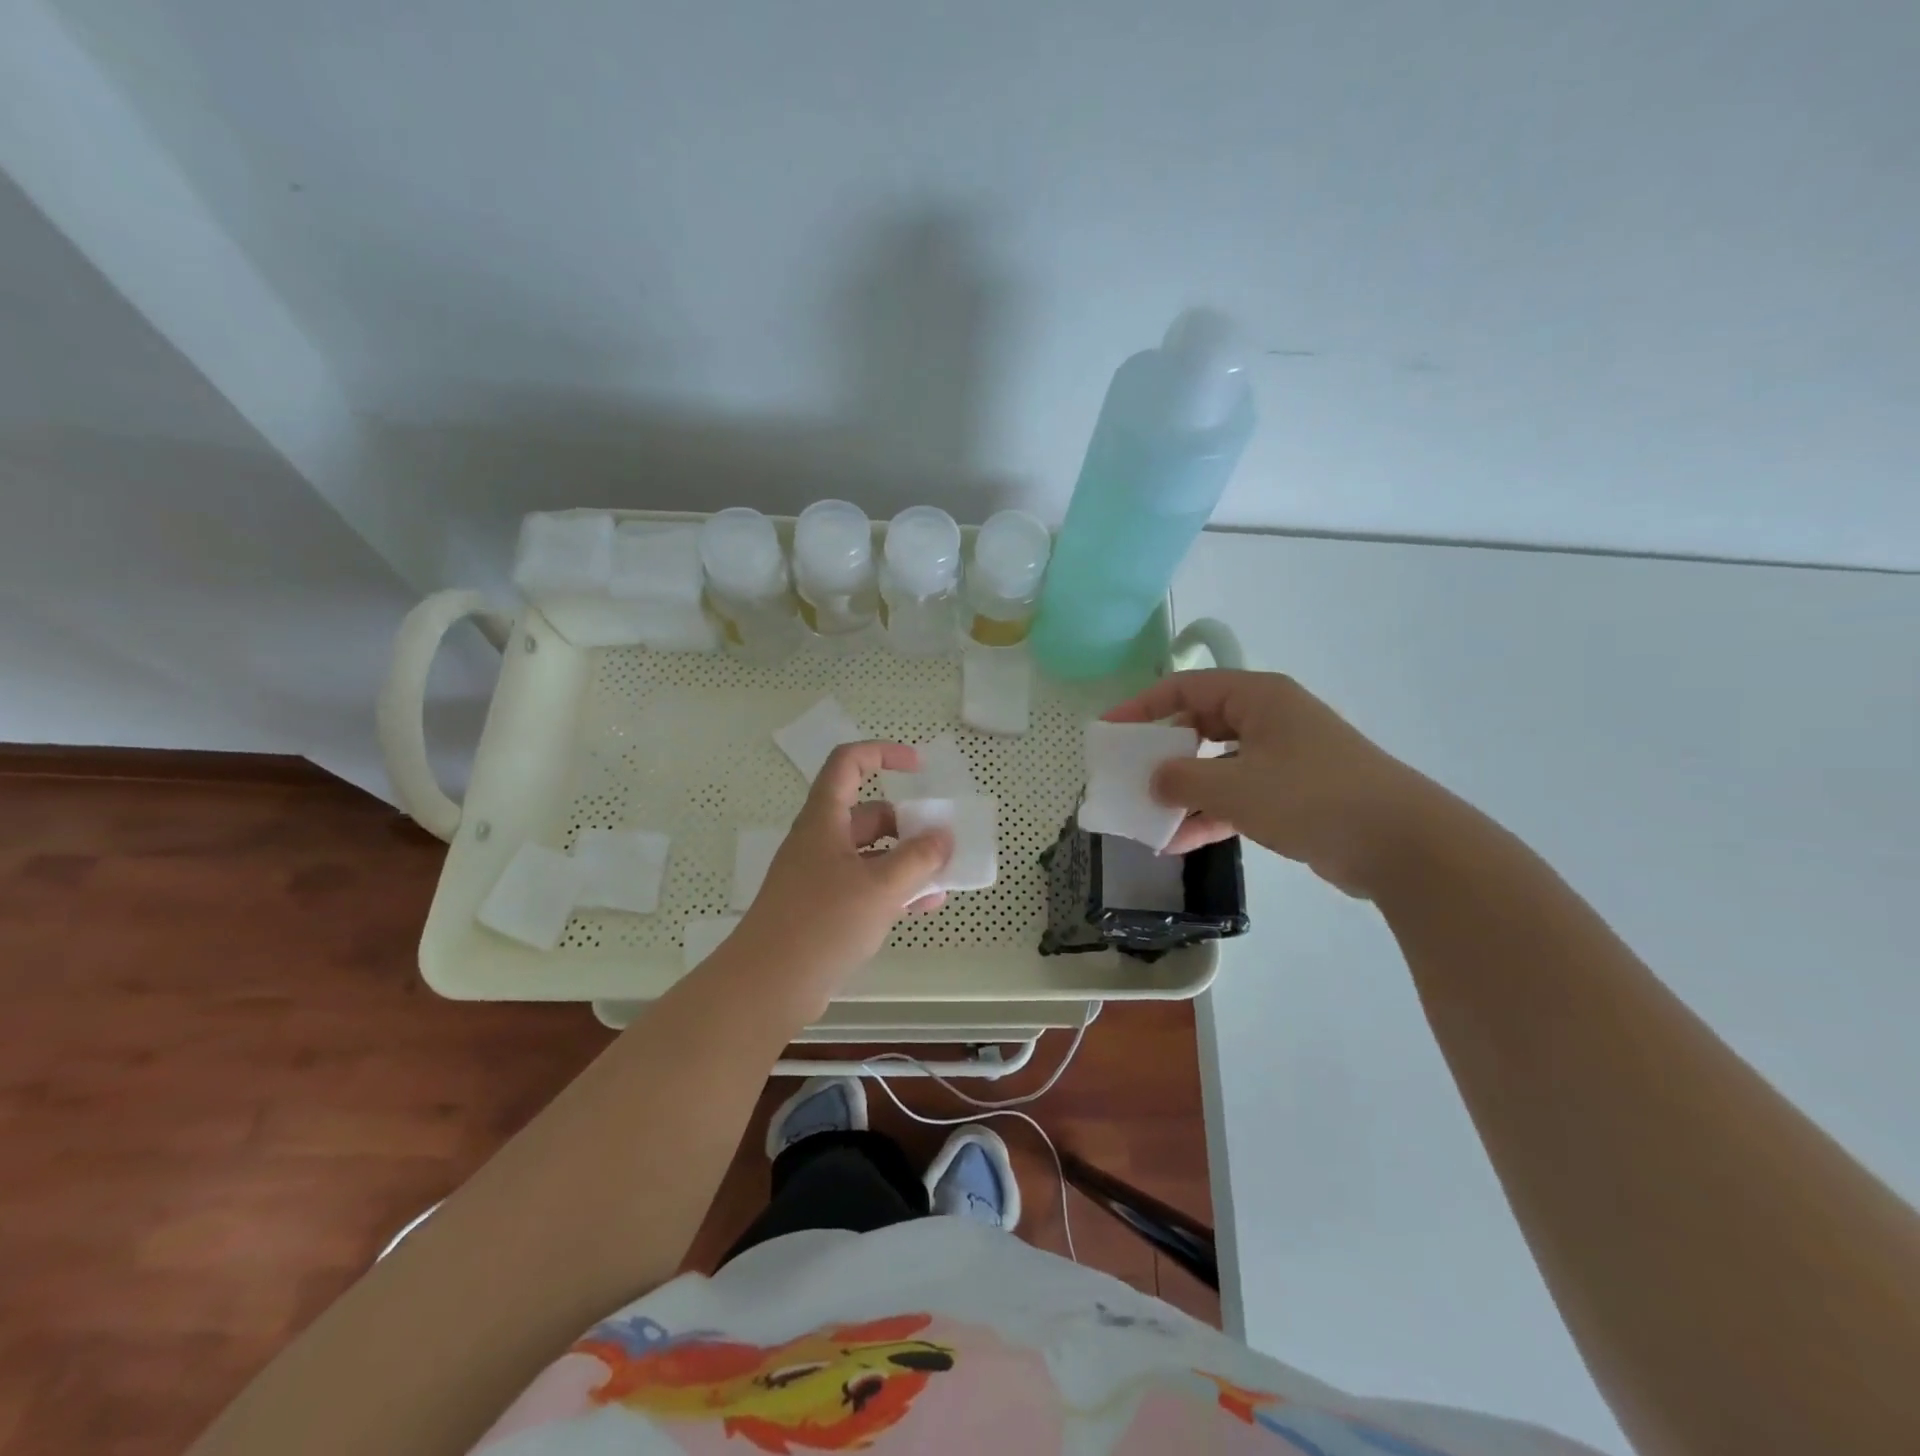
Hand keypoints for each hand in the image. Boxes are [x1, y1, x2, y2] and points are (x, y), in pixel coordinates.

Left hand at [730, 742, 953, 1005]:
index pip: (849, 763)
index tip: (919, 767)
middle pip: (868, 814)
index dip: (883, 753)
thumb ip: (918, 858)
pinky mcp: (823, 908)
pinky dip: (893, 890)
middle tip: (941, 844)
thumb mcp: (880, 887)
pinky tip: (923, 907)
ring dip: (906, 861)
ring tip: (942, 880)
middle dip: (907, 825)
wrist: (767, 986)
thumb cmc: (822, 923)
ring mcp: (820, 876)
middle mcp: (821, 841)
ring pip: (871, 854)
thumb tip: (943, 836)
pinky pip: (865, 886)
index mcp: (824, 820)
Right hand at [1103, 669, 1455, 898]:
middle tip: (1126, 776)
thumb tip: (1154, 781)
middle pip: (1199, 726)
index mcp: (1258, 698)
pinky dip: (1209, 814)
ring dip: (1182, 791)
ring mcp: (1283, 758)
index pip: (1186, 688)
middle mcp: (1269, 719)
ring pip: (1217, 766)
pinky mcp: (1293, 794)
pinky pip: (1237, 796)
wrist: (1401, 845)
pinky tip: (1176, 842)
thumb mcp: (1234, 786)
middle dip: (1161, 753)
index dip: (1142, 706)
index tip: (1109, 731)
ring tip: (1145, 816)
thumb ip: (1182, 779)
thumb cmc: (1311, 797)